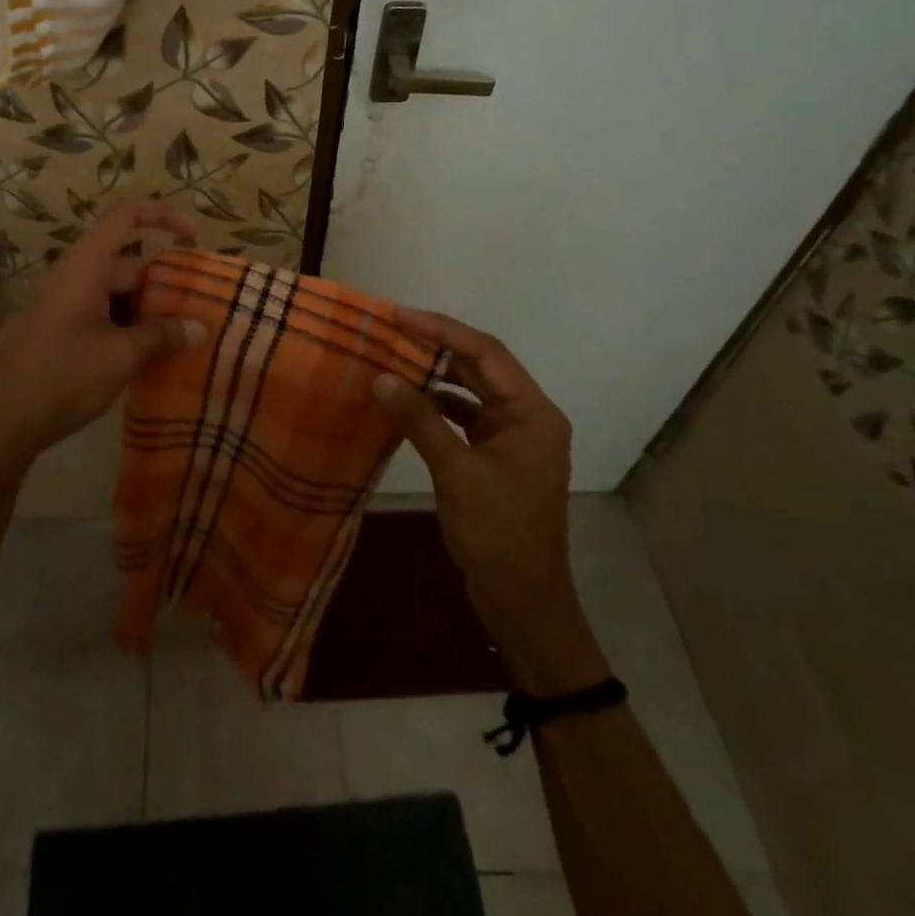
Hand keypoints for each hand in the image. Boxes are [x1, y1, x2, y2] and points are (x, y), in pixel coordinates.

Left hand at [0, 199, 206, 469]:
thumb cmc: (62, 378)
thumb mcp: (121, 357)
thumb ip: (162, 336)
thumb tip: (200, 328)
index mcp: (85, 266)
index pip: (125, 215)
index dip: (163, 215)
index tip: (194, 238)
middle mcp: (72, 276)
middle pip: (127, 263)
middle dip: (164, 285)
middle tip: (197, 315)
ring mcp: (60, 303)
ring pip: (114, 293)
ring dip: (146, 312)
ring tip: (178, 341)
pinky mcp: (54, 330)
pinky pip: (98, 314)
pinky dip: (125, 327)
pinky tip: (144, 358)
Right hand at [372, 310, 609, 693]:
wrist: (522, 599)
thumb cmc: (497, 533)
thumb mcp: (455, 472)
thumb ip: (420, 420)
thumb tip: (381, 377)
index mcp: (533, 413)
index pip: (486, 353)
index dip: (442, 330)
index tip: (400, 316)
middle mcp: (528, 416)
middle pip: (481, 366)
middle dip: (437, 346)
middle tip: (391, 330)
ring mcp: (513, 437)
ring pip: (472, 390)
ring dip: (436, 375)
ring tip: (394, 358)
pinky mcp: (497, 455)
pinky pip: (465, 416)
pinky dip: (438, 406)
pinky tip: (407, 401)